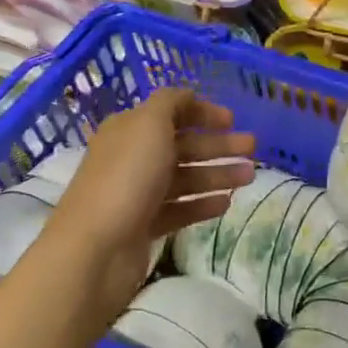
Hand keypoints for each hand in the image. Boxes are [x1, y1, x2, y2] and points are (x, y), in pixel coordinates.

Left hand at [41, 88, 254, 319]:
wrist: (95, 249)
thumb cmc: (126, 176)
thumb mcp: (149, 123)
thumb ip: (171, 103)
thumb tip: (187, 98)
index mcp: (130, 129)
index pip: (171, 112)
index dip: (202, 112)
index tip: (232, 120)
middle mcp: (132, 157)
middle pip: (183, 145)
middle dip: (218, 145)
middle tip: (252, 148)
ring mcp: (137, 194)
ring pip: (185, 178)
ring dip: (218, 174)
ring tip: (249, 177)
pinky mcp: (144, 226)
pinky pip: (180, 209)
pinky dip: (203, 204)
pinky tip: (227, 203)